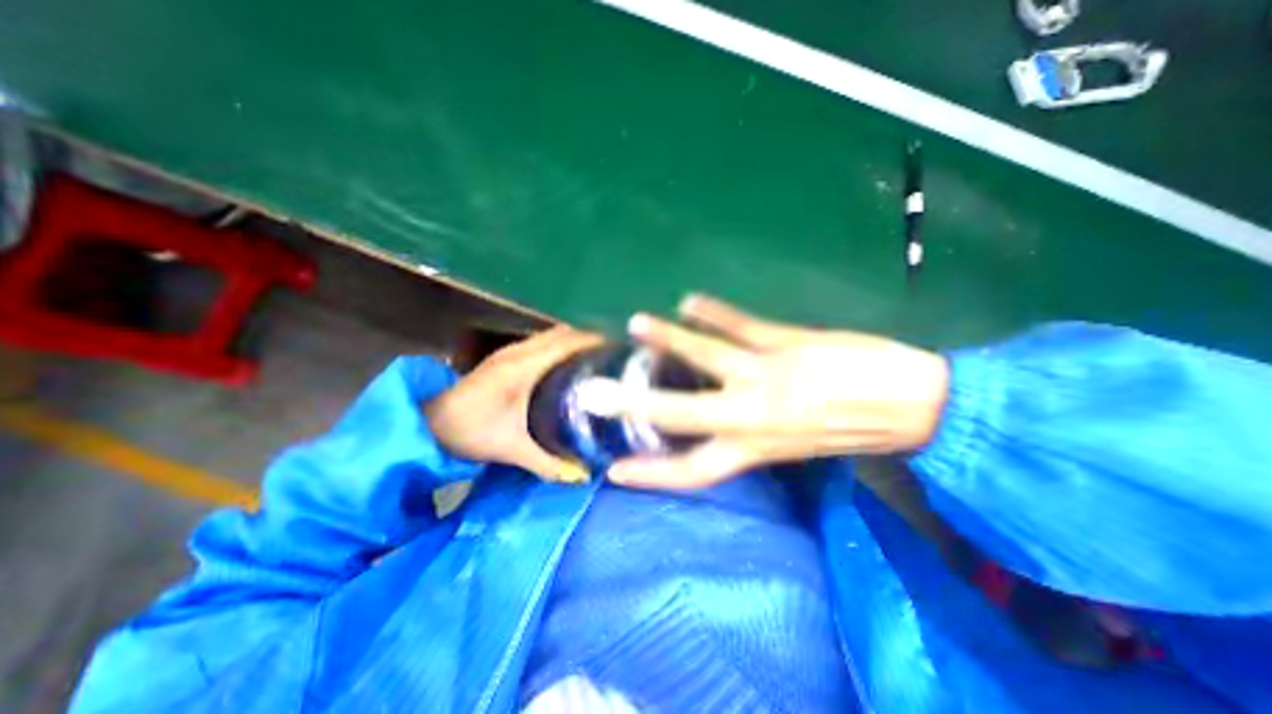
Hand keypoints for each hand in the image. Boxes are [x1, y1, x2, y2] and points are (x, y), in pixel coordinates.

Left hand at [425, 325, 601, 480]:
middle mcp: (519, 352)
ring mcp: (510, 351)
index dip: (593, 341)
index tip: (618, 348)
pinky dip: (559, 346)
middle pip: (562, 333)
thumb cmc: (470, 432)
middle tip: (612, 356)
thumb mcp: (512, 449)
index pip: (566, 342)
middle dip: (588, 339)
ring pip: (551, 335)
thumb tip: (583, 475)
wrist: (428, 423)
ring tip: (596, 357)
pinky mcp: (505, 357)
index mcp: (523, 367)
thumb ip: (549, 463)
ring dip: (573, 341)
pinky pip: (541, 342)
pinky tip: (568, 364)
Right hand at [610, 297, 947, 491]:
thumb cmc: (854, 431)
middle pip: (682, 415)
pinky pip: (741, 325)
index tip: (615, 471)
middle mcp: (753, 416)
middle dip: (636, 406)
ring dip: (667, 340)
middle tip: (598, 394)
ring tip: (636, 324)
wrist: (917, 404)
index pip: (694, 471)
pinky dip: (713, 311)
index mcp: (757, 448)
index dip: (653, 474)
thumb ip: (754, 439)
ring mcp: (768, 375)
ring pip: (705, 357)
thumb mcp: (796, 449)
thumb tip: (717, 426)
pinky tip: (690, 300)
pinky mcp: (787, 343)